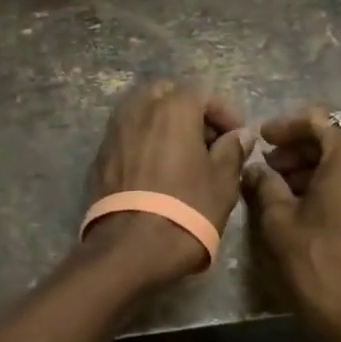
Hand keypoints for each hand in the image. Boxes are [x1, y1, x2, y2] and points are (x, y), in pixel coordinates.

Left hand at [85, 80, 251, 285]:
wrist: (129, 249)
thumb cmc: (186, 209)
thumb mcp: (223, 181)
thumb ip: (232, 150)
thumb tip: (240, 134)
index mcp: (173, 107)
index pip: (204, 93)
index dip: (226, 113)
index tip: (238, 138)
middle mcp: (139, 108)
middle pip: (168, 94)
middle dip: (190, 111)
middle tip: (207, 141)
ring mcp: (115, 129)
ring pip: (143, 111)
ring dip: (164, 124)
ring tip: (183, 155)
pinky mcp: (100, 154)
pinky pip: (128, 134)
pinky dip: (145, 141)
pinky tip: (157, 170)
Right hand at [242, 106, 340, 341]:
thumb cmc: (323, 266)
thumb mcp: (280, 223)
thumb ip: (265, 185)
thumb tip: (255, 169)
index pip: (315, 120)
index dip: (284, 127)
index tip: (261, 140)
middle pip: (336, 138)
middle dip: (300, 148)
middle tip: (270, 166)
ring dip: (319, 167)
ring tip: (286, 188)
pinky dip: (340, 183)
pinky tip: (315, 206)